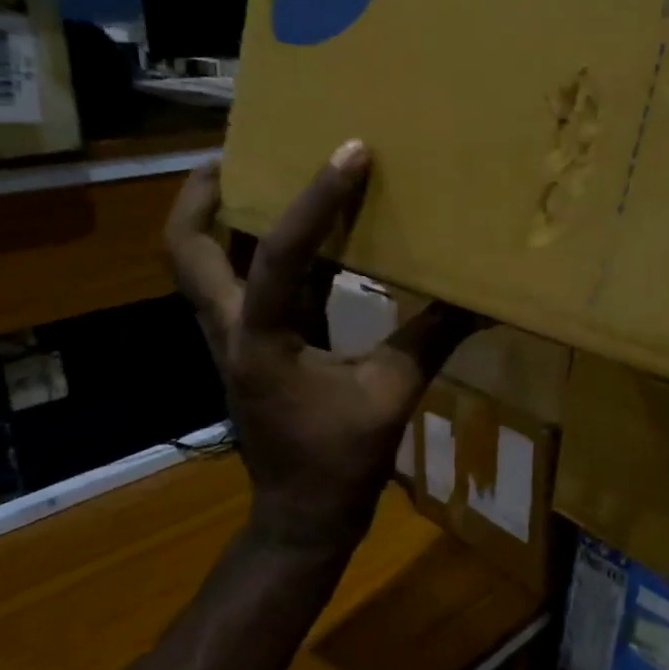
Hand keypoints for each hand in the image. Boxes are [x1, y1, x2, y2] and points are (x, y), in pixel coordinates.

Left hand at [164, 141, 478, 556]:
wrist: (302, 517)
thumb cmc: (339, 464)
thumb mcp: (391, 397)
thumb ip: (432, 340)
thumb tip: (482, 302)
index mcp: (259, 341)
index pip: (280, 253)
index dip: (317, 199)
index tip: (351, 151)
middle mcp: (231, 330)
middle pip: (186, 249)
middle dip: (203, 194)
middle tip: (246, 151)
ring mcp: (233, 340)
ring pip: (203, 265)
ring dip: (223, 218)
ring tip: (268, 175)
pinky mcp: (252, 350)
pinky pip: (243, 287)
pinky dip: (262, 254)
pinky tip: (307, 238)